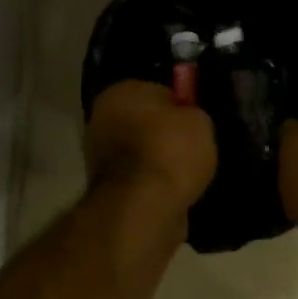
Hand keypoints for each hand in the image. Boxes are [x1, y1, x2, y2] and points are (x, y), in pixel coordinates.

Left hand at [85, 80, 218, 210]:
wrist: (143, 206)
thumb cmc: (171, 152)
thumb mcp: (199, 122)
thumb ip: (192, 116)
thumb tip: (185, 121)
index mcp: (121, 92)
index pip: (157, 92)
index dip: (180, 107)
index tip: (195, 125)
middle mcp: (101, 119)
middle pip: (143, 123)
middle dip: (164, 135)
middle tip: (193, 150)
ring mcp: (97, 156)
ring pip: (139, 153)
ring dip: (157, 162)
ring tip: (186, 176)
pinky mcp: (104, 189)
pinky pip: (138, 179)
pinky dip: (152, 185)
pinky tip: (172, 192)